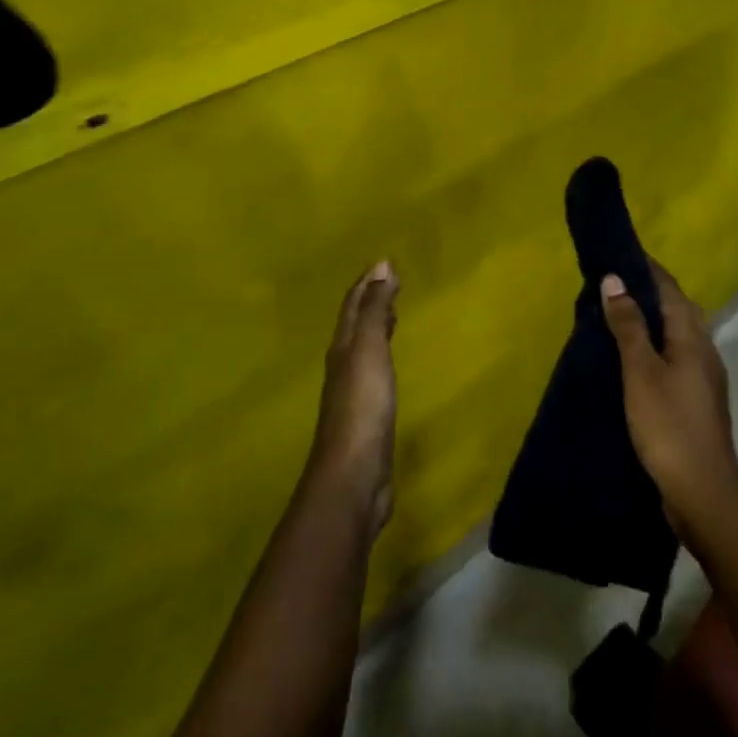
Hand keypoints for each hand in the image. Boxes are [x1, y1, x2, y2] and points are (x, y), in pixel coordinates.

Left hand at [312, 261, 398, 537]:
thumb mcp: (370, 350)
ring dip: (378, 328)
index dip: (368, 283)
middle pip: (356, 325)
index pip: (354, 306)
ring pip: (365, 348)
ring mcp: (353, 392)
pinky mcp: (367, 415)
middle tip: (392, 283)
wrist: (353, 474)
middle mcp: (343, 365)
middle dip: (371, 301)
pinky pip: (376, 371)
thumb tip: (382, 266)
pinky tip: (391, 364)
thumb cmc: (363, 405)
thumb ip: (377, 310)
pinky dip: (384, 355)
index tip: (386, 262)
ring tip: (394, 315)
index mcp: (343, 347)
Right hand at [600, 262, 737, 540]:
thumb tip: (616, 279)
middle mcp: (704, 351)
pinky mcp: (697, 402)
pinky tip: (635, 361)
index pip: (670, 289)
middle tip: (614, 284)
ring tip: (619, 317)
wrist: (703, 493)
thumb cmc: (668, 427)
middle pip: (678, 309)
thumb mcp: (641, 373)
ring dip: (652, 321)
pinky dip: (655, 348)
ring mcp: (704, 379)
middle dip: (650, 292)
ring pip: (677, 336)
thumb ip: (628, 326)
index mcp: (693, 338)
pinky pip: (675, 359)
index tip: (621, 254)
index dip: (647, 269)